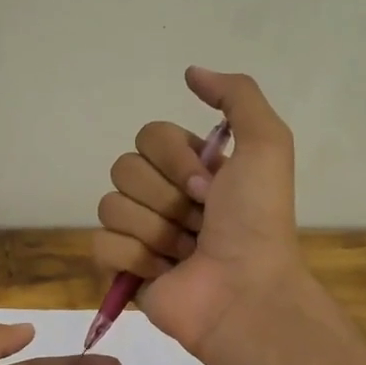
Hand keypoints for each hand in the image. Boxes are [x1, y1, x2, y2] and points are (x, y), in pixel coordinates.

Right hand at [93, 66, 302, 356]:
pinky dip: (133, 258)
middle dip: (165, 197)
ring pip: (110, 205)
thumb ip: (237, 96)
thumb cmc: (257, 221)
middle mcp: (163, 195)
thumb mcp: (266, 144)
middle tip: (200, 221)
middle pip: (124, 168)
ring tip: (186, 253)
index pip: (149, 135)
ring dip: (155, 230)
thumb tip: (190, 72)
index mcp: (191, 166)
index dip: (175, 159)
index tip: (209, 186)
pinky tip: (163, 272)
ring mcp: (140, 232)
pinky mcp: (123, 269)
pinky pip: (100, 244)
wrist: (245, 292)